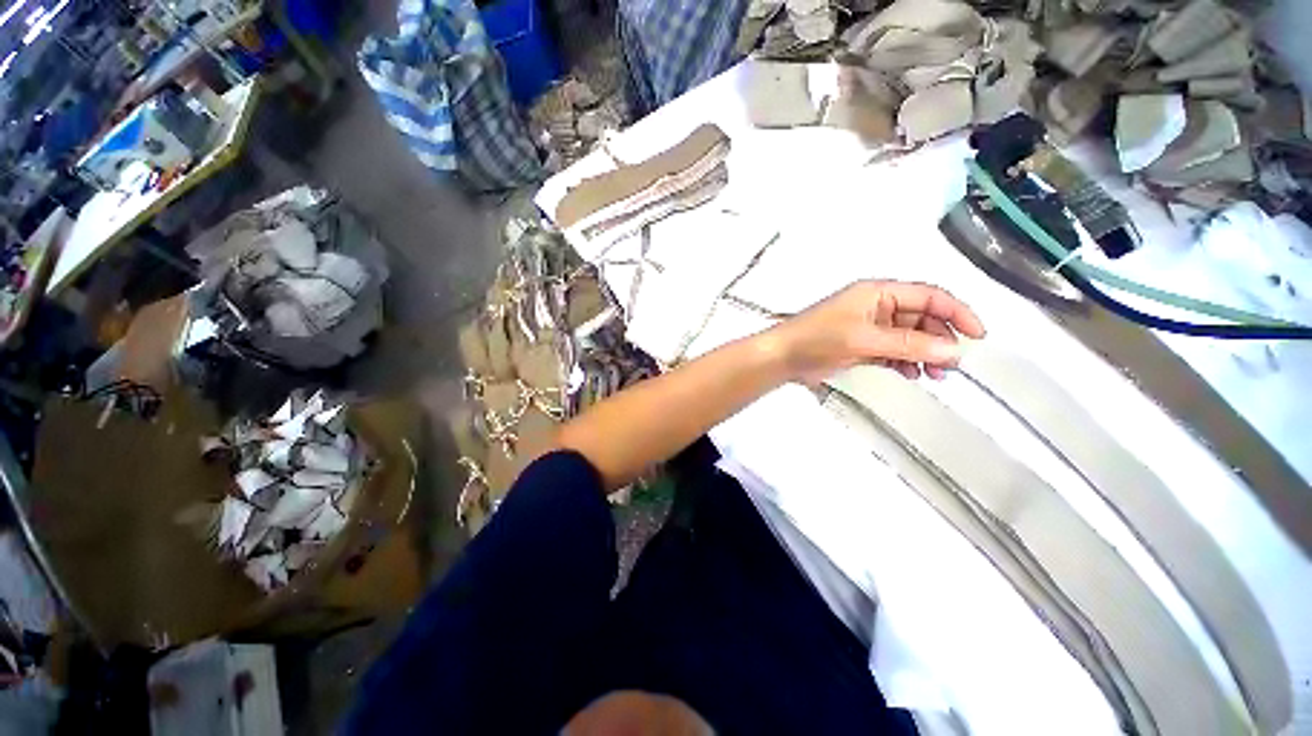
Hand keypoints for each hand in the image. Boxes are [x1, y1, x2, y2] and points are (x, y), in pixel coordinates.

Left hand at [766, 280, 986, 383]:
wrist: (783, 358)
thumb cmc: (818, 339)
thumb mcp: (864, 339)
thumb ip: (908, 344)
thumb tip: (953, 351)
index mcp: (878, 293)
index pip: (928, 296)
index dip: (956, 312)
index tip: (978, 336)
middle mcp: (876, 307)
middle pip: (921, 318)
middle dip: (940, 339)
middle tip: (952, 366)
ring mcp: (869, 328)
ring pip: (908, 337)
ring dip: (924, 353)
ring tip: (935, 376)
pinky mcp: (861, 346)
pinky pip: (892, 351)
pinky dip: (904, 361)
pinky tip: (911, 374)